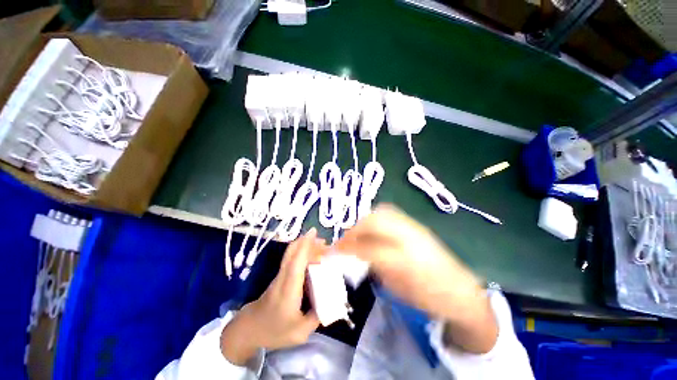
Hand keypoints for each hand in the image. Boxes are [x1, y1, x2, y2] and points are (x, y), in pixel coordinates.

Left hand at [221, 229, 324, 364]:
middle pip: (292, 252)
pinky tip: (313, 261)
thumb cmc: (274, 331)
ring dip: (306, 247)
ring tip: (322, 248)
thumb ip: (316, 317)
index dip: (305, 246)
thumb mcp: (299, 332)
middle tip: (324, 241)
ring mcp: (280, 275)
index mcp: (289, 289)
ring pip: (292, 254)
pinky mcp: (280, 276)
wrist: (249, 329)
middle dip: (307, 241)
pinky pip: (292, 259)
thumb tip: (330, 304)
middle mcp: (283, 277)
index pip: (296, 262)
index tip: (313, 232)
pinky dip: (303, 254)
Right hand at [335, 204, 497, 353]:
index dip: (349, 248)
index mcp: (407, 261)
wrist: (461, 290)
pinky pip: (390, 213)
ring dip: (365, 221)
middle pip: (375, 221)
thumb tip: (357, 252)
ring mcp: (414, 227)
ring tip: (358, 233)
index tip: (335, 251)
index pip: (369, 248)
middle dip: (355, 229)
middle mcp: (410, 238)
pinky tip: (373, 230)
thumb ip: (376, 266)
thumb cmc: (429, 298)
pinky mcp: (416, 224)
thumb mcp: (398, 289)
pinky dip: (376, 218)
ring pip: (382, 212)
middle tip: (345, 240)